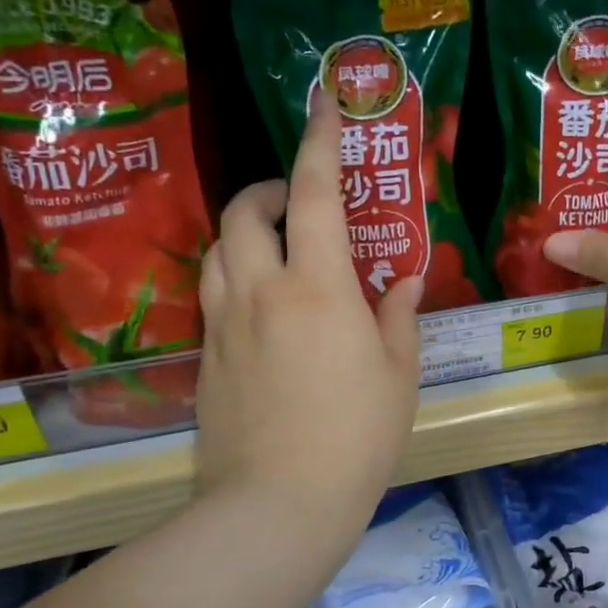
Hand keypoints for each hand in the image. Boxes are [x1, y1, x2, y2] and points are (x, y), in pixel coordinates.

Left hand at [195, 95, 422, 548]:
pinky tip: (260, 303)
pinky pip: (212, 294)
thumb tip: (402, 281)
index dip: (320, 141)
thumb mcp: (398, 375)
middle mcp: (262, 291)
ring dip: (244, 229)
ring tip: (276, 245)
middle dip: (268, 187)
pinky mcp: (205, 357)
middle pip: (245, 210)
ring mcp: (224, 324)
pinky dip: (234, 275)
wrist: (280, 504)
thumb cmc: (357, 438)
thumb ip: (399, 317)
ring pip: (218, 248)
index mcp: (318, 288)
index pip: (316, 194)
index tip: (323, 103)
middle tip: (297, 200)